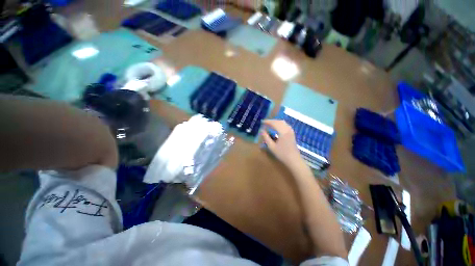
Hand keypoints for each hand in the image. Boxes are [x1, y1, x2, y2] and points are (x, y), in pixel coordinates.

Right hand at [261, 120, 303, 168]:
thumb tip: (262, 131)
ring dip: (276, 122)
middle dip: (271, 121)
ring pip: (283, 122)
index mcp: (283, 132)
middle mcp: (288, 129)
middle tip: (265, 123)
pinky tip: (277, 127)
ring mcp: (291, 131)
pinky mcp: (292, 133)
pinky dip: (280, 124)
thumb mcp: (272, 146)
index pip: (274, 123)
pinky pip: (285, 125)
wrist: (294, 160)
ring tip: (269, 124)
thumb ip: (266, 137)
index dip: (268, 122)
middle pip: (279, 121)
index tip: (262, 122)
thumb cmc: (282, 154)